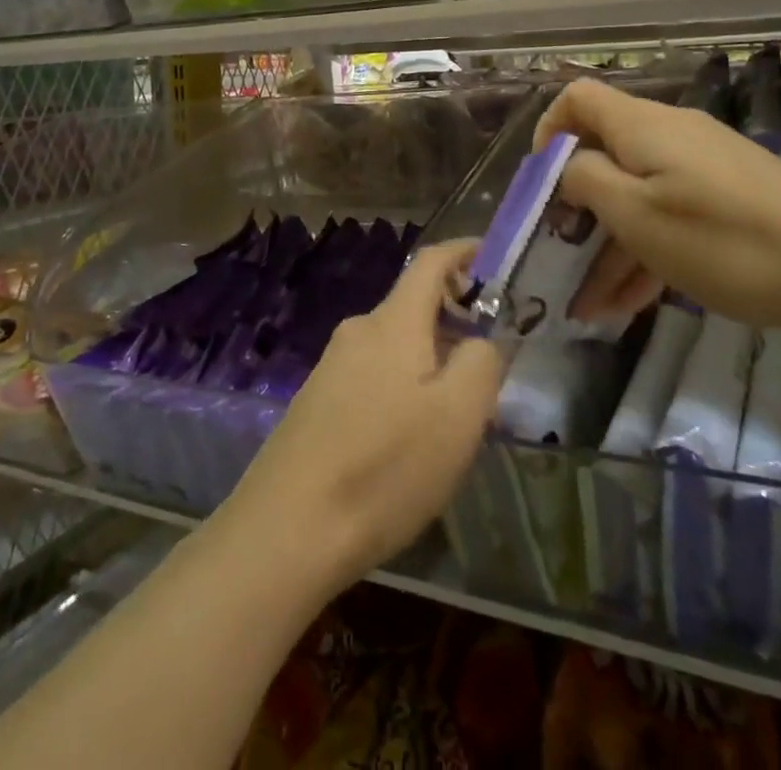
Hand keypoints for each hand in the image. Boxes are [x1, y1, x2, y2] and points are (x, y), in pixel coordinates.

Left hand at [223, 242, 504, 593]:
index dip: (463, 251)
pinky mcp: (315, 401)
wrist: (288, 528)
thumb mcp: (458, 417)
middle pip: (413, 307)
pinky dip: (401, 387)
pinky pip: (371, 376)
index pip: (430, 262)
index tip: (492, 258)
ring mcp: (330, 366)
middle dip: (453, 323)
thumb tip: (480, 339)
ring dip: (428, 362)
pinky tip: (407, 441)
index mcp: (393, 323)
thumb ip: (481, 363)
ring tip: (453, 416)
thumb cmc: (385, 467)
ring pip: (394, 346)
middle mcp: (358, 331)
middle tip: (487, 369)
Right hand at [535, 78, 780, 332]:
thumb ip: (586, 181)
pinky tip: (633, 305)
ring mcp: (703, 167)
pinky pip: (670, 214)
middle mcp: (669, 135)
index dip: (548, 131)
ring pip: (637, 196)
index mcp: (641, 126)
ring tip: (591, 308)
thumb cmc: (724, 240)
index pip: (576, 98)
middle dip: (576, 209)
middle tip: (560, 259)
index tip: (541, 185)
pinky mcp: (729, 197)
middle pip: (604, 155)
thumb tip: (567, 165)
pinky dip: (647, 251)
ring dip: (609, 246)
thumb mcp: (637, 215)